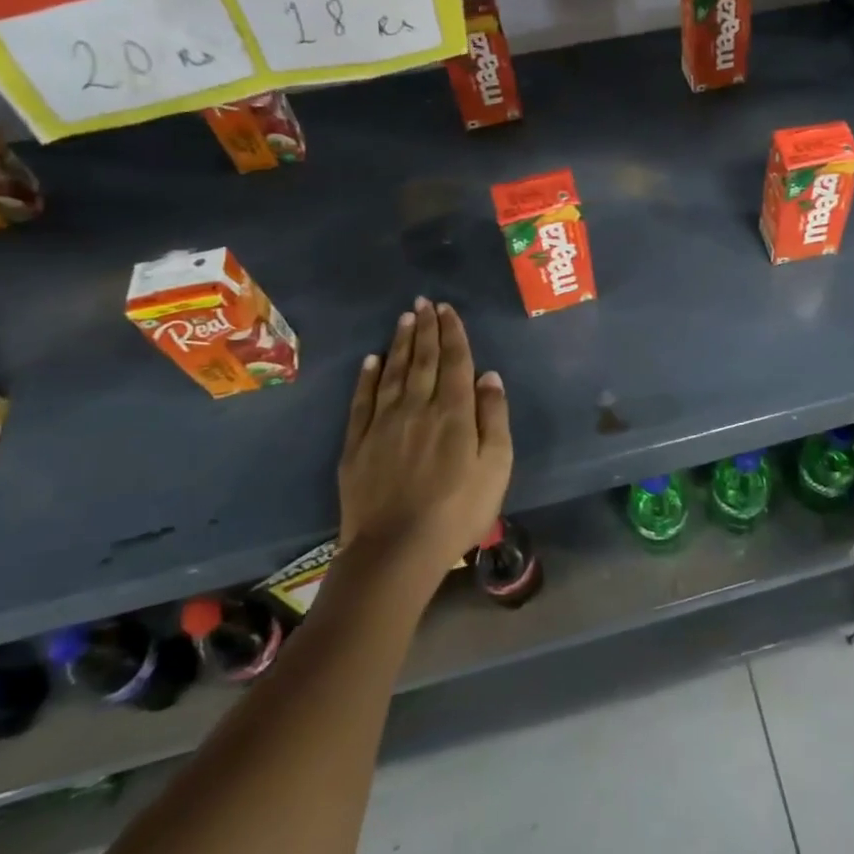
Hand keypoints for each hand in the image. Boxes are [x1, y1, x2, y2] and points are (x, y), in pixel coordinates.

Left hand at [337, 298, 513, 590]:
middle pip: (423, 360)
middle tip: (425, 302)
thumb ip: (494, 417)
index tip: (447, 309)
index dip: (452, 333)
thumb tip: (489, 375)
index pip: (455, 362)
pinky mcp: (357, 444)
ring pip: (393, 373)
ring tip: (405, 318)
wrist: (396, 551)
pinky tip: (371, 360)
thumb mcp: (496, 467)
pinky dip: (367, 377)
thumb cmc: (458, 511)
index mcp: (454, 412)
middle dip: (426, 328)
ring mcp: (384, 424)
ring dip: (400, 343)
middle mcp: (418, 408)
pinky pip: (362, 401)